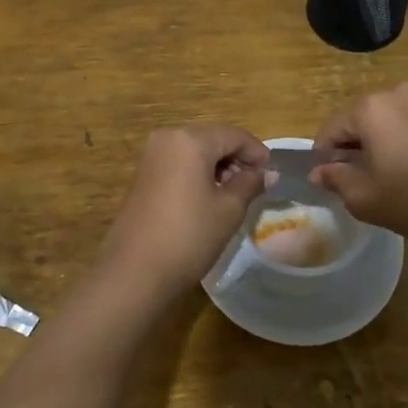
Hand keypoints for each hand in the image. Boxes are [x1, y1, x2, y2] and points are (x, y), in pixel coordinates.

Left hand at [98, 126, 270, 304]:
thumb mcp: (228, 209)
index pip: (234, 135)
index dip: (257, 153)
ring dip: (218, 167)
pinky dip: (198, 173)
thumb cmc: (189, 235)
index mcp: (190, 139)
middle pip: (213, 139)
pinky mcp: (143, 175)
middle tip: (255, 186)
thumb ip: (250, 184)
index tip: (272, 175)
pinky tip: (209, 198)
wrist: (135, 272)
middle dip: (236, 159)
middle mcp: (168, 138)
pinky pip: (179, 163)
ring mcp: (152, 156)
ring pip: (195, 151)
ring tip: (235, 195)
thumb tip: (268, 173)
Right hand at [311, 83, 407, 255]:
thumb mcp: (364, 197)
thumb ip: (336, 179)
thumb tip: (320, 172)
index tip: (327, 181)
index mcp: (370, 107)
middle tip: (356, 183)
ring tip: (386, 181)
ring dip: (379, 146)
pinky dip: (403, 145)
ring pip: (387, 123)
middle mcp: (397, 94)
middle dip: (353, 148)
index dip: (324, 156)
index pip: (332, 129)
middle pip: (360, 121)